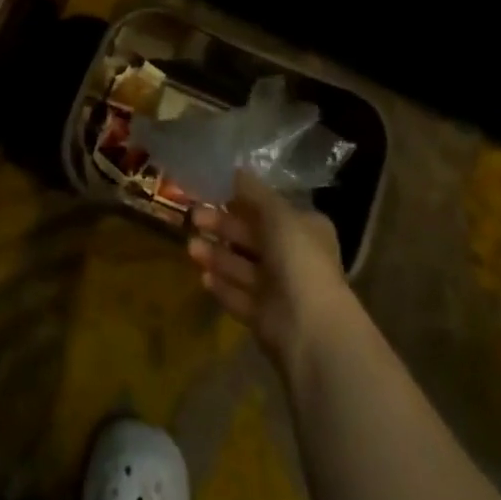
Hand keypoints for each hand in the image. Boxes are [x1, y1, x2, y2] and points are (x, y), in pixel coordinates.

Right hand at [189, 170, 348, 366]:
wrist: (309, 329)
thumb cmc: (298, 259)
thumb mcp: (277, 213)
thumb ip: (253, 192)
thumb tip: (235, 170)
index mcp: (305, 230)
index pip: (270, 210)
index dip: (242, 200)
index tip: (213, 192)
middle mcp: (294, 257)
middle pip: (251, 237)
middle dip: (222, 226)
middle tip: (194, 216)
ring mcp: (279, 290)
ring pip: (241, 267)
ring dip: (217, 255)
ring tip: (191, 247)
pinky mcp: (264, 318)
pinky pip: (238, 296)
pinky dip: (221, 286)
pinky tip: (202, 276)